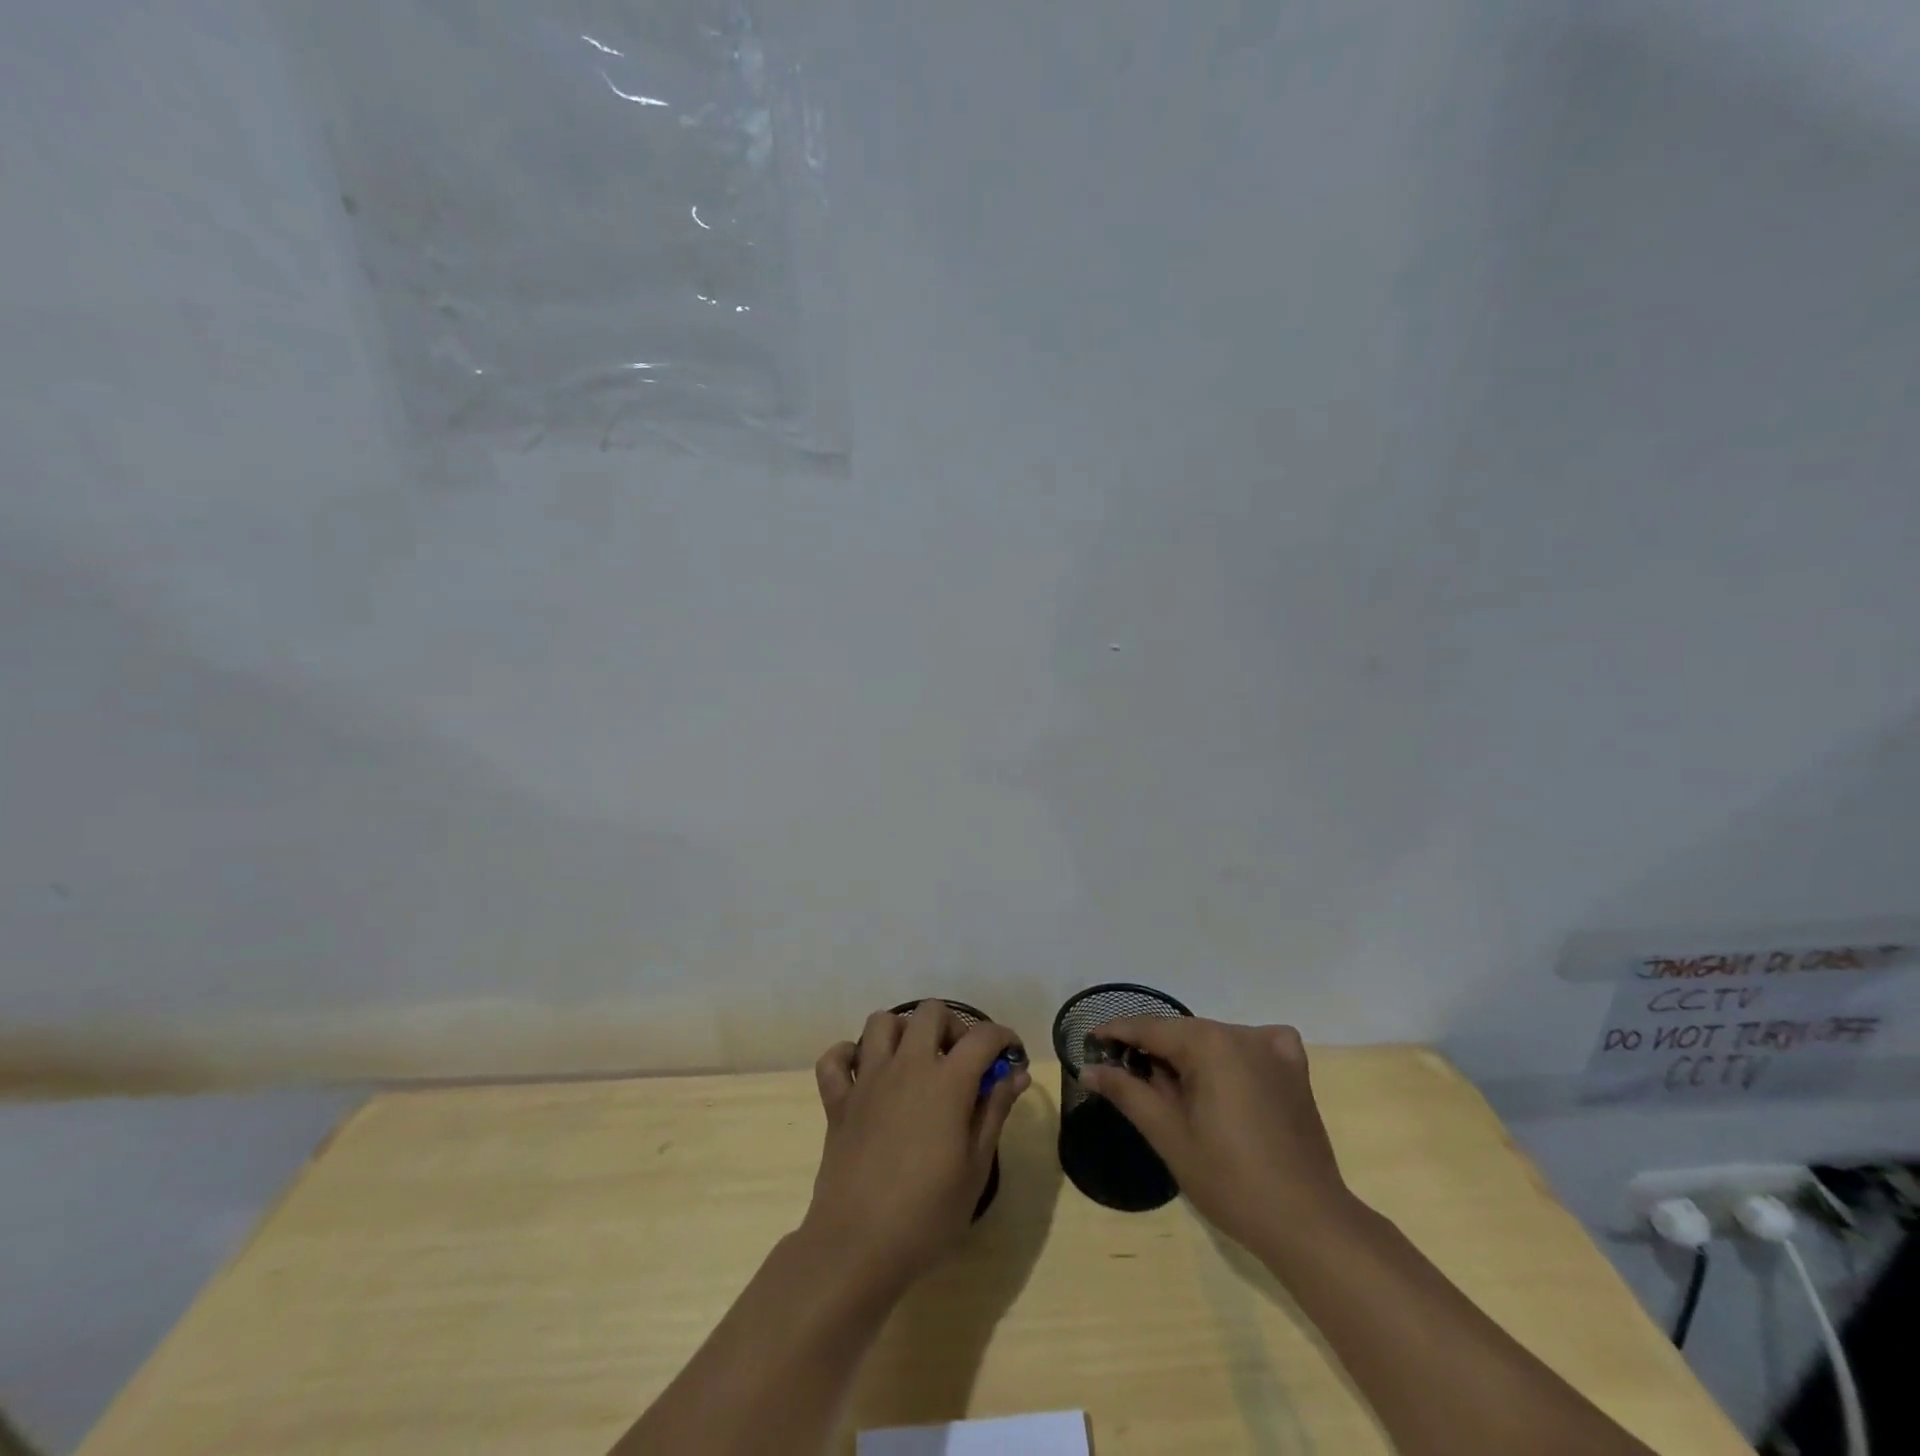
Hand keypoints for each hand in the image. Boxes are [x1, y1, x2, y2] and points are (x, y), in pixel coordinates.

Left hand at [805, 1002, 1028, 1289]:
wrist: (857, 1245)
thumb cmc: (927, 1214)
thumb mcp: (975, 1167)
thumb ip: (994, 1111)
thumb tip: (1015, 1074)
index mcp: (946, 1081)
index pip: (982, 1036)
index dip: (1003, 1038)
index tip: (1012, 1056)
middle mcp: (907, 1065)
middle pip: (930, 1012)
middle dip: (952, 1025)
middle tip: (961, 1061)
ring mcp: (867, 1079)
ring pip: (881, 1022)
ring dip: (902, 1031)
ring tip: (915, 1061)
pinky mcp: (837, 1100)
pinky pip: (834, 1058)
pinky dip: (848, 1056)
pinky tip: (864, 1075)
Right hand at [1079, 1018, 1348, 1252]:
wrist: (1308, 1223)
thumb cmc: (1229, 1180)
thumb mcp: (1168, 1134)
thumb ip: (1126, 1091)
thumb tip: (1088, 1068)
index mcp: (1209, 1043)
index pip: (1150, 1028)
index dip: (1117, 1032)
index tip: (1092, 1040)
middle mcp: (1242, 1033)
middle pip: (1183, 1033)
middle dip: (1153, 1049)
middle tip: (1125, 1075)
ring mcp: (1274, 1048)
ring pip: (1214, 1040)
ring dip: (1189, 1057)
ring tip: (1170, 1090)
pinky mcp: (1295, 1070)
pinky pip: (1252, 1046)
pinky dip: (1231, 1056)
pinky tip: (1225, 1080)